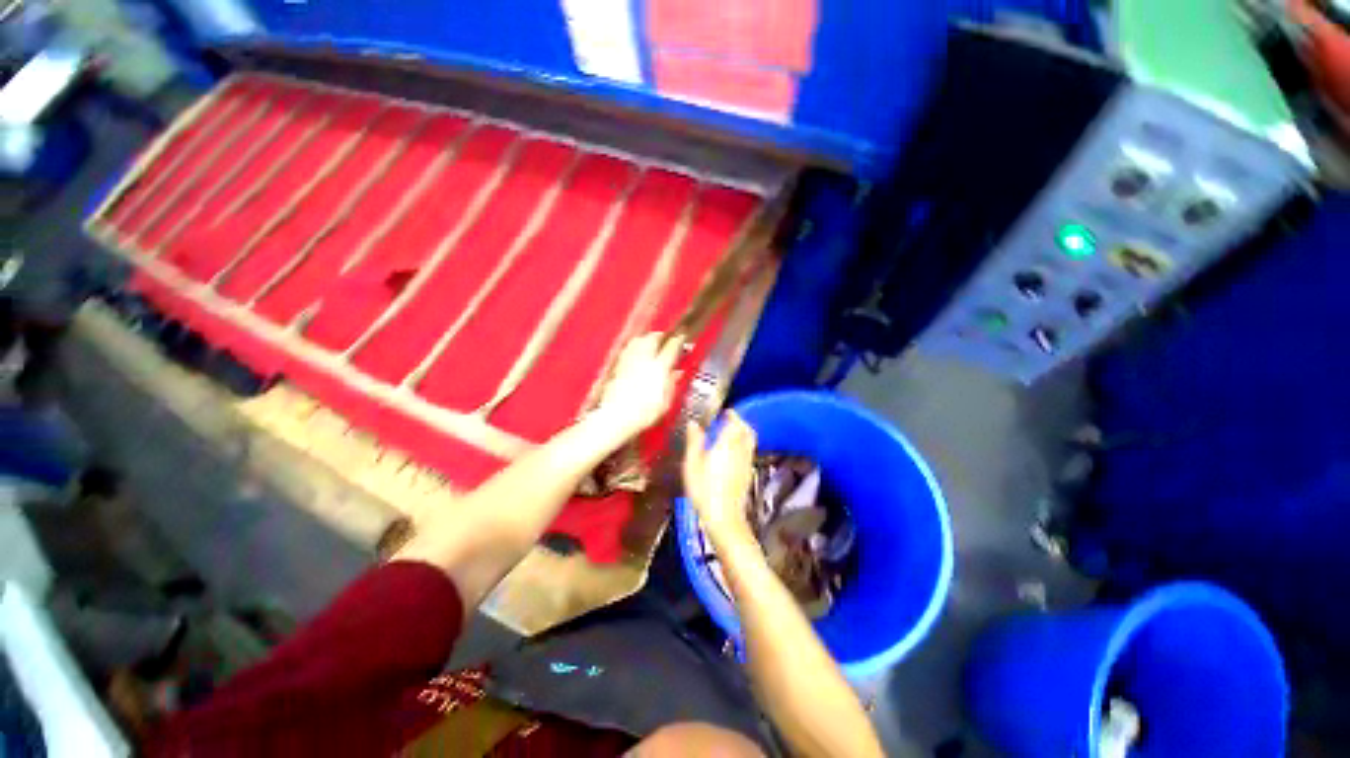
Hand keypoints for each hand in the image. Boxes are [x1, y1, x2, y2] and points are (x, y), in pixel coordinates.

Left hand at [594, 333, 682, 436]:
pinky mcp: (617, 366)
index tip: (682, 338)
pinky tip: (635, 353)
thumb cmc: (644, 413)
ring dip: (646, 338)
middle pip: (652, 338)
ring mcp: (629, 361)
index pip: (671, 347)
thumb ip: (672, 384)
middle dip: (660, 336)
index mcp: (659, 367)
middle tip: (665, 338)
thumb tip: (677, 373)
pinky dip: (634, 347)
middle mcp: (644, 359)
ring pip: (638, 340)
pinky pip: (628, 349)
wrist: (616, 416)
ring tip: (650, 341)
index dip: (678, 340)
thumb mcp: (666, 402)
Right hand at [683, 411, 757, 548]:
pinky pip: (748, 452)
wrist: (724, 518)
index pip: (736, 422)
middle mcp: (741, 450)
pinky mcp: (748, 474)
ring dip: (742, 433)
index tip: (725, 412)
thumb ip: (694, 441)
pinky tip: (730, 453)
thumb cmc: (704, 489)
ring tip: (728, 435)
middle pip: (747, 430)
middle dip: (739, 422)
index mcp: (728, 443)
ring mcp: (747, 463)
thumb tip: (693, 423)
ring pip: (749, 441)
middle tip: (727, 421)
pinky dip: (742, 446)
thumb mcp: (692, 463)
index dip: (732, 415)